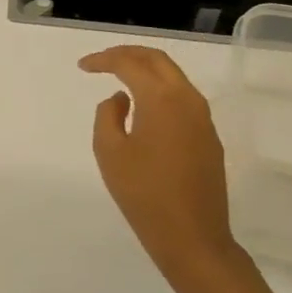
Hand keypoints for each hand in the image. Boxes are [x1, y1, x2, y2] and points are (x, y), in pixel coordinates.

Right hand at [80, 45, 242, 284]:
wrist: (193, 238)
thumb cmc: (144, 194)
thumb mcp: (109, 152)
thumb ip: (108, 115)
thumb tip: (120, 99)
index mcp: (162, 99)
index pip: (130, 64)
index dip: (104, 60)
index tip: (83, 67)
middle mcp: (188, 100)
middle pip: (158, 60)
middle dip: (128, 54)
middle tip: (102, 61)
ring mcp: (203, 119)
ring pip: (174, 78)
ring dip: (146, 71)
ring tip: (119, 78)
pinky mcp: (208, 138)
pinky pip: (182, 99)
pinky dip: (159, 91)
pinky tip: (142, 107)